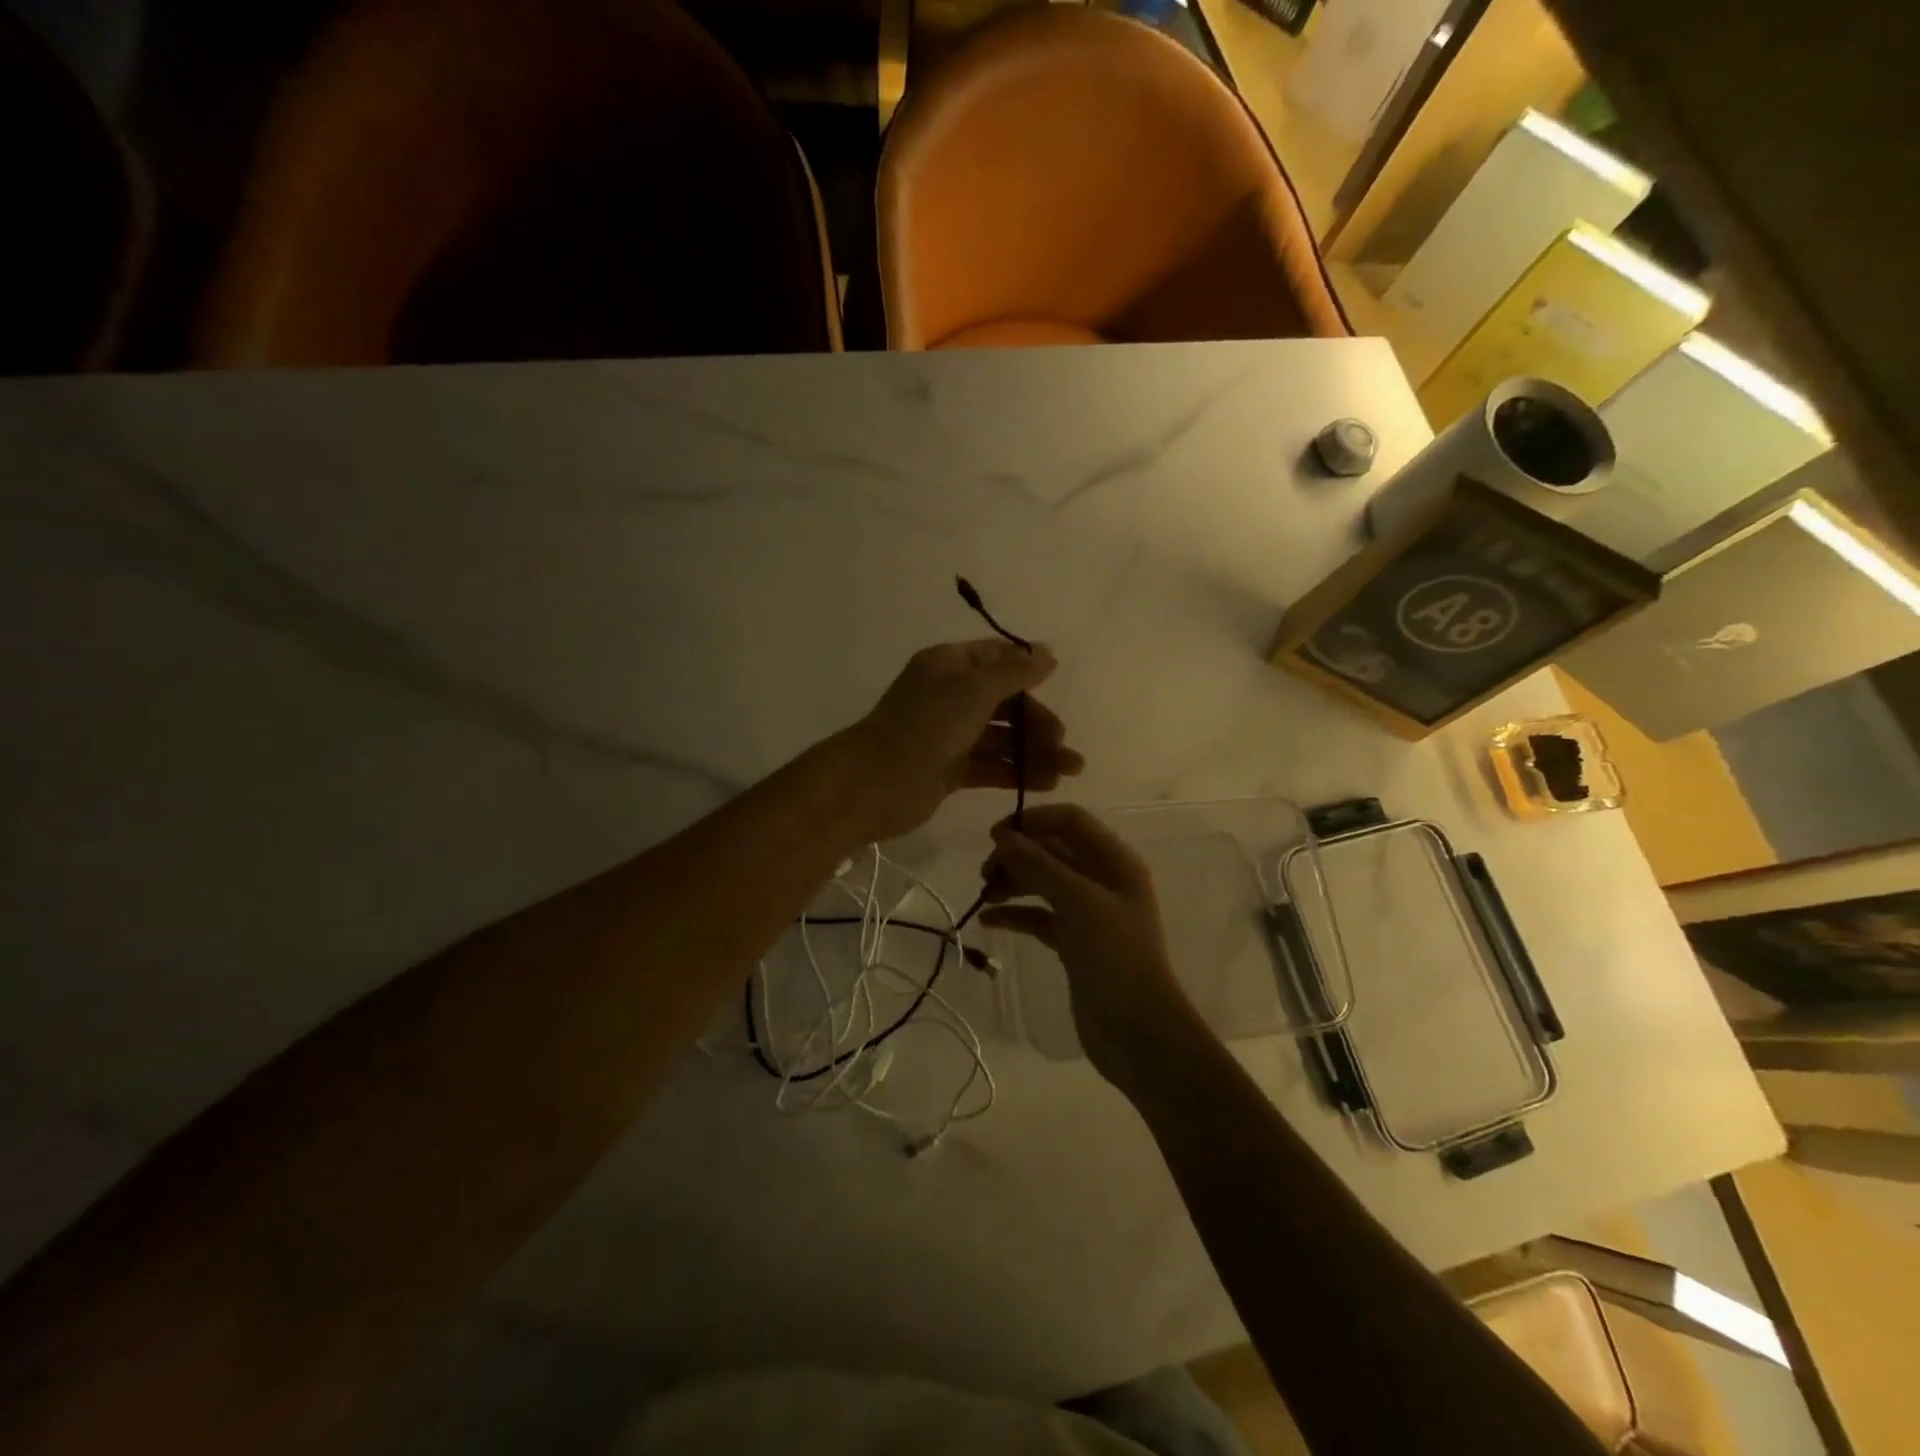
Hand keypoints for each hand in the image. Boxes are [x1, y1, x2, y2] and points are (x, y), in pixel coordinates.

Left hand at [832, 640, 1082, 843]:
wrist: (876, 783)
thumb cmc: (926, 725)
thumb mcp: (975, 689)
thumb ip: (1015, 672)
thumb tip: (1047, 654)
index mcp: (949, 665)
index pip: (995, 657)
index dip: (1027, 668)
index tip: (1058, 683)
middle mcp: (949, 696)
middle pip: (1004, 702)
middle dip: (1037, 721)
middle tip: (1063, 744)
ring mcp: (948, 735)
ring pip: (1001, 738)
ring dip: (1035, 751)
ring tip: (1070, 770)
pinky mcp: (949, 770)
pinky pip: (990, 766)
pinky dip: (1017, 772)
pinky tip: (1046, 783)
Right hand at [978, 804, 1200, 1090]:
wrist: (1138, 1032)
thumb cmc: (1114, 956)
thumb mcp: (1078, 902)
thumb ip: (1039, 865)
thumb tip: (1003, 836)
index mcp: (1114, 861)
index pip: (1070, 821)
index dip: (1033, 821)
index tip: (995, 837)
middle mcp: (1102, 880)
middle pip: (1053, 850)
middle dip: (1018, 855)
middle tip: (984, 872)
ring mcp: (1089, 912)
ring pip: (1044, 883)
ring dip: (1013, 883)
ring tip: (983, 896)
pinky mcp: (1074, 942)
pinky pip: (1040, 916)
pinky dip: (1016, 914)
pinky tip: (990, 921)